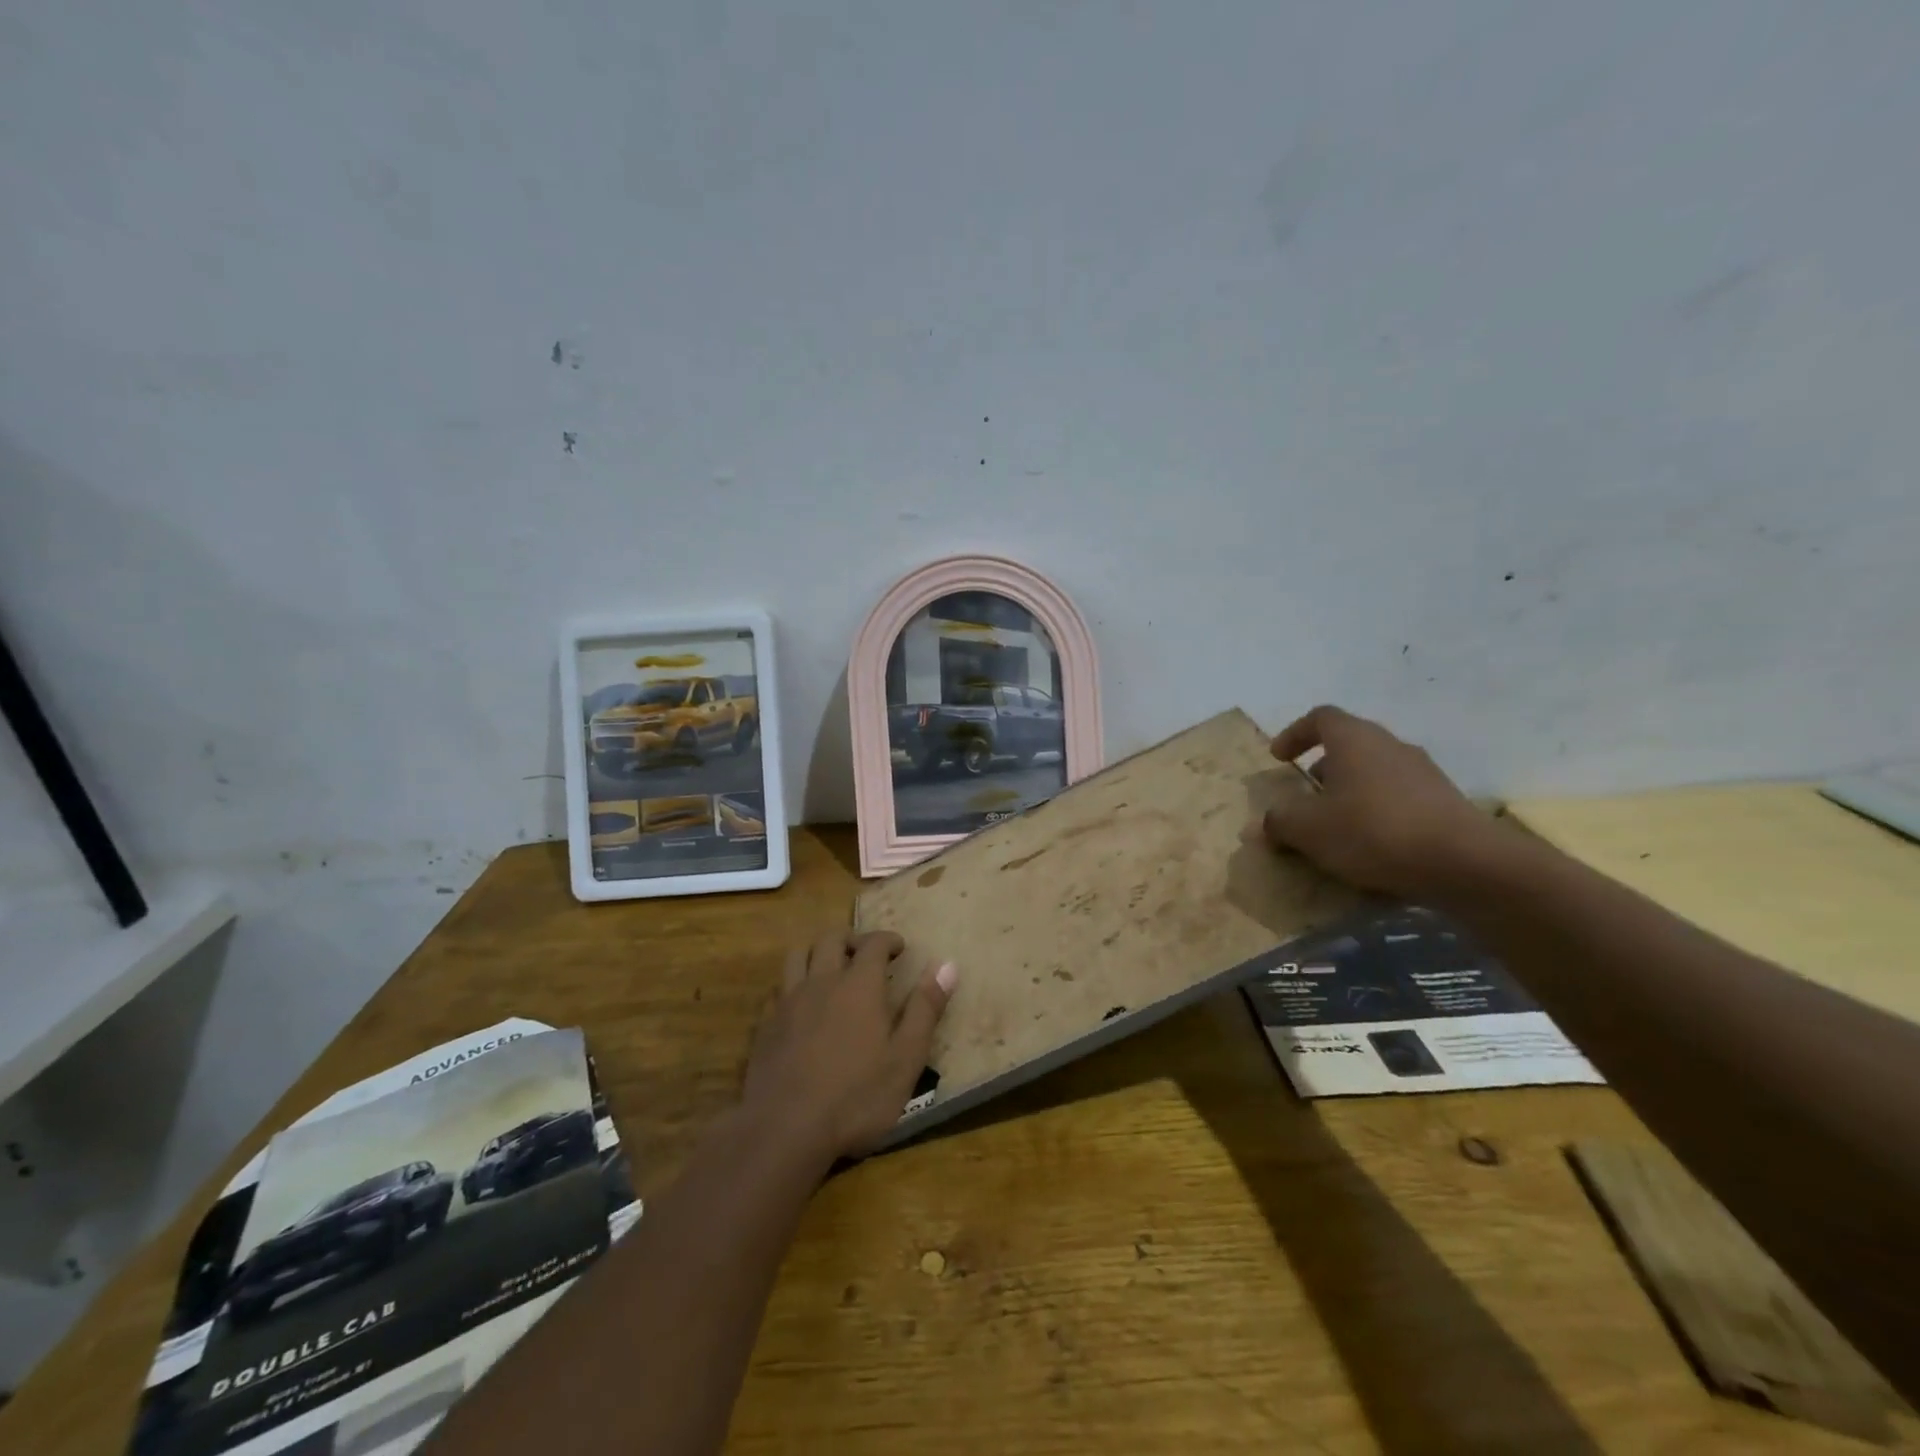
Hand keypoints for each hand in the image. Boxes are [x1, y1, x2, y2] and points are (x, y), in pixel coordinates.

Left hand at [742, 931, 954, 1163]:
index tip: (899, 947)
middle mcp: (822, 982)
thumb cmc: (857, 1096)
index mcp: (859, 985)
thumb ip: (925, 1009)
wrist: (785, 1129)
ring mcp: (788, 1002)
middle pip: (831, 939)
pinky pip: (778, 989)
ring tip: (829, 968)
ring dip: (816, 952)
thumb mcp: (906, 1058)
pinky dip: (792, 985)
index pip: (873, 943)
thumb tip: (948, 965)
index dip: (888, 939)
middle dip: (851, 938)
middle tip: (865, 953)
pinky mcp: (765, 1026)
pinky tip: (800, 1005)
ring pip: (797, 955)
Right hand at [1261, 705, 1492, 900]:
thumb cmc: (1372, 831)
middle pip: (1349, 744)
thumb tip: (1266, 822)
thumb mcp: (1308, 829)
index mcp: (1354, 739)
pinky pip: (1399, 797)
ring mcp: (1423, 772)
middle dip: (1323, 767)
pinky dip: (1378, 810)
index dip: (1295, 734)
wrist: (1463, 863)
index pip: (1320, 717)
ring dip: (1351, 791)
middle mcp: (1390, 745)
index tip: (1279, 758)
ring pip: (1375, 771)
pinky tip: (1371, 844)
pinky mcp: (1445, 801)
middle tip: (1305, 796)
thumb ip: (1279, 821)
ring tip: (1336, 825)